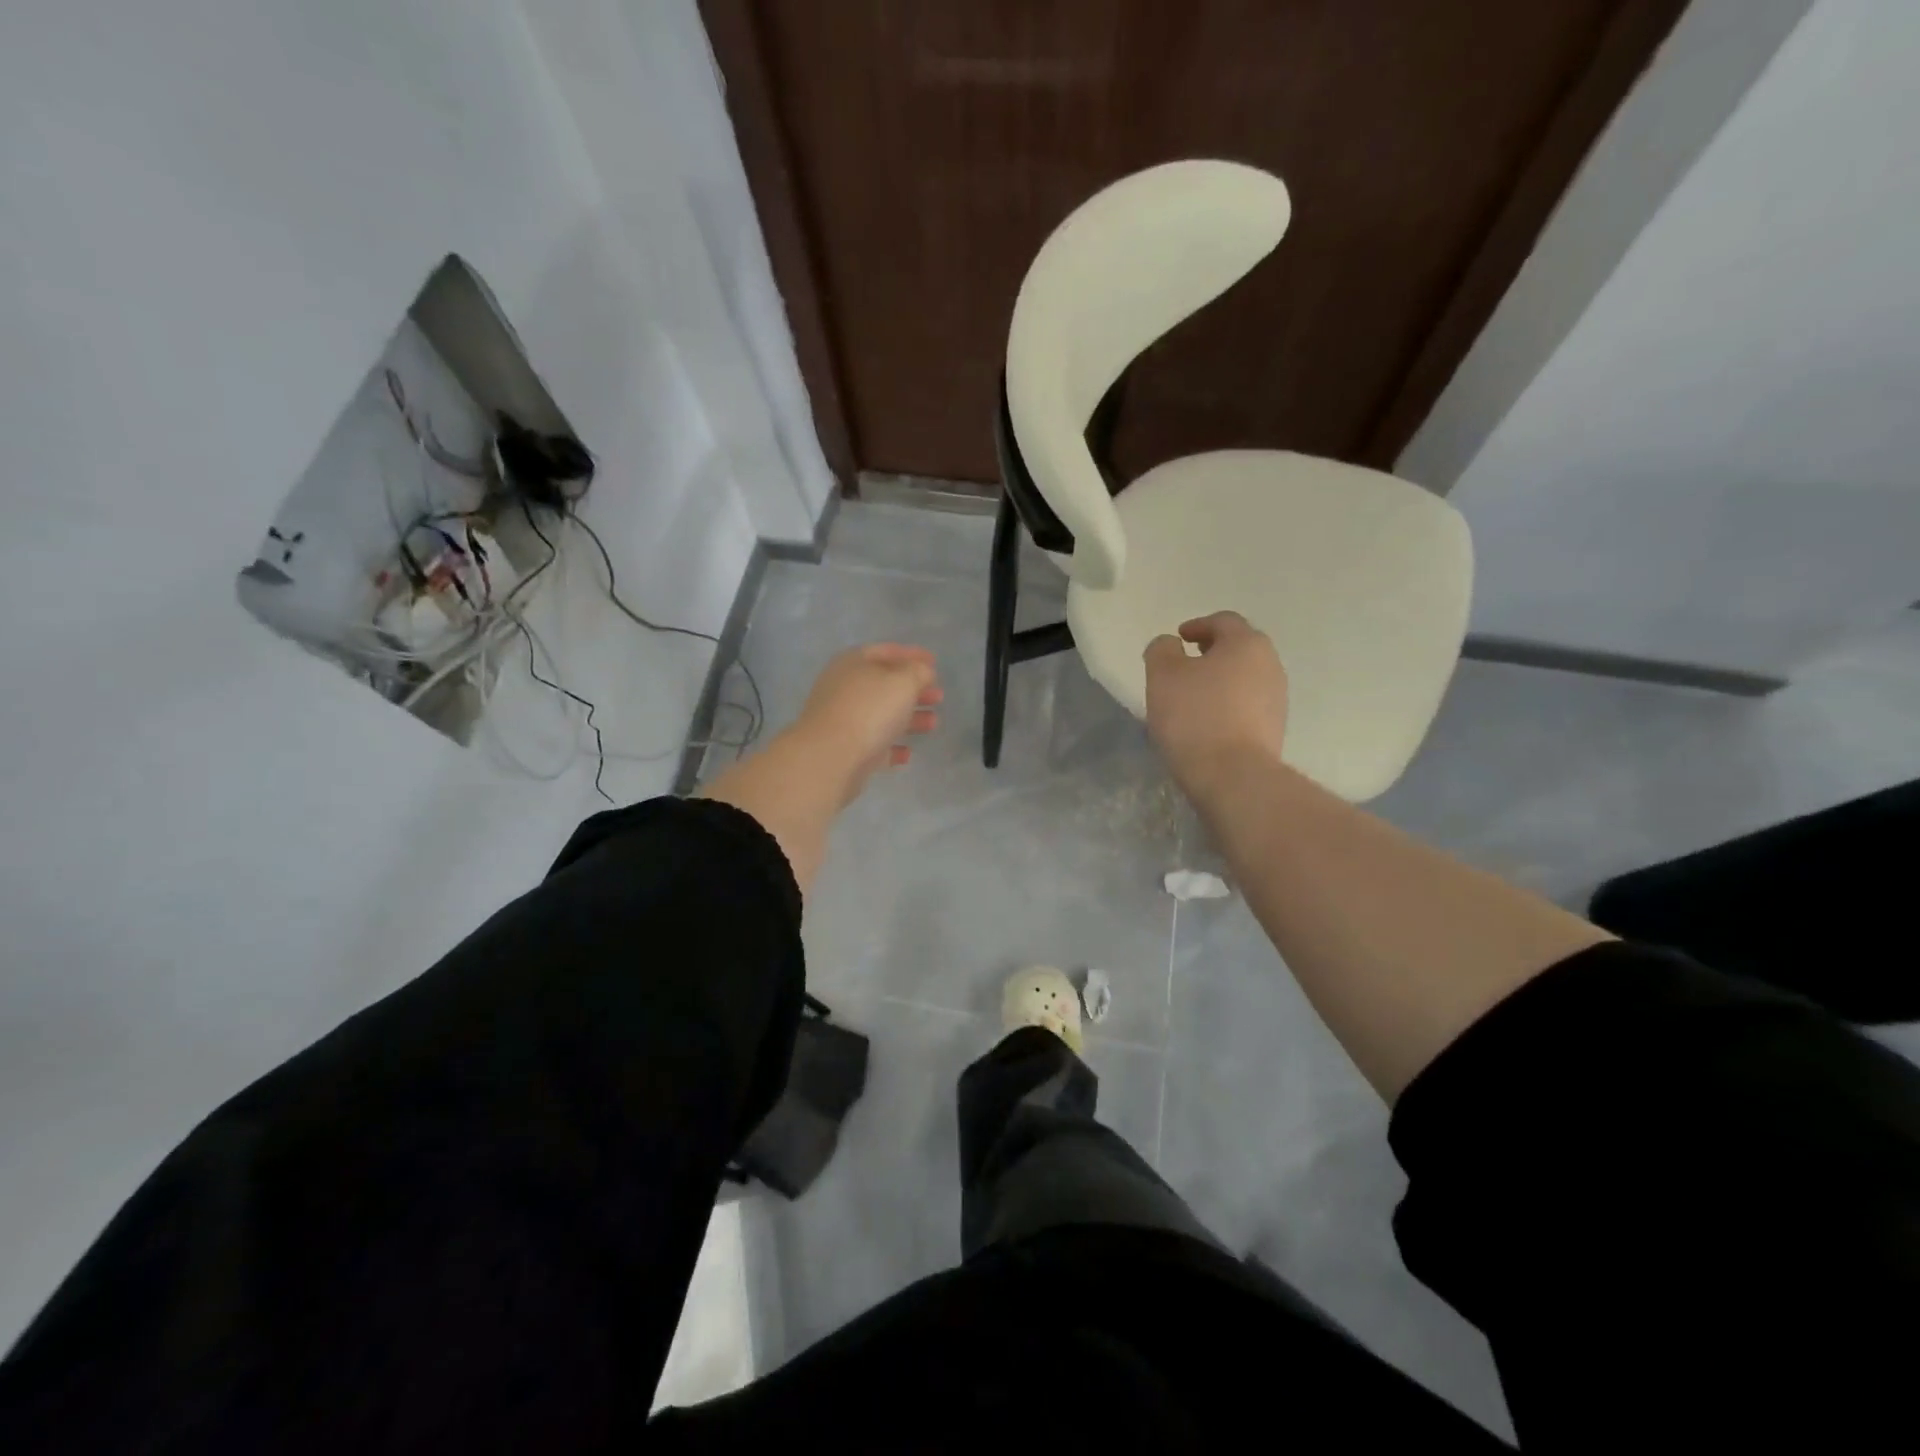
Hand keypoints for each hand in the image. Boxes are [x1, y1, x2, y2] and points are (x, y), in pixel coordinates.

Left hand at [791, 643, 942, 803]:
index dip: (912, 654)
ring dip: (909, 718)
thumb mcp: (903, 682)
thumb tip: (922, 672)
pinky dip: (891, 746)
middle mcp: (844, 688)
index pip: (886, 651)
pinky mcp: (844, 750)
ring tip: (933, 723)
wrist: (830, 758)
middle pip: (884, 685)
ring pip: (881, 715)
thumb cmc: (869, 710)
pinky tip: (907, 753)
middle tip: (939, 696)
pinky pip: (873, 744)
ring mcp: (842, 720)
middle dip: (914, 690)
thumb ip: (918, 672)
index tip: (935, 662)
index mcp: (854, 663)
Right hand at [1143, 612, 1288, 797]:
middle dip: (1212, 652)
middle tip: (1185, 665)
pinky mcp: (1275, 728)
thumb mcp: (1163, 675)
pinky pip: (1248, 705)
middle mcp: (1270, 664)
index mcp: (1247, 643)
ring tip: (1193, 697)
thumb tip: (1170, 645)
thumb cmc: (1195, 716)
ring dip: (1220, 680)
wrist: (1233, 776)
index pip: (1223, 621)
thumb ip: (1162, 650)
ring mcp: (1277, 698)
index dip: (1198, 625)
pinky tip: (1207, 722)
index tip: (1178, 639)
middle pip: (1239, 648)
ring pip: (1245, 677)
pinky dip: (1228, 704)